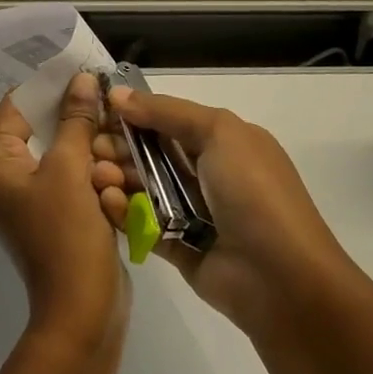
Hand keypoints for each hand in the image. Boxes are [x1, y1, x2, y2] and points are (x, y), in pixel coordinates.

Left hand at [0, 71, 128, 353]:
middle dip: (78, 122)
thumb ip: (75, 120)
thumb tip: (81, 80)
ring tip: (114, 158)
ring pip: (65, 153)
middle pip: (42, 129)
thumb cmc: (66, 235)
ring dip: (93, 152)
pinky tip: (116, 179)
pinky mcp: (56, 214)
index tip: (77, 65)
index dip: (45, 83)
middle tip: (106, 106)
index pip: (14, 106)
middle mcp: (6, 178)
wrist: (82, 311)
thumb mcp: (71, 170)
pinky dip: (95, 174)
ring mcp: (32, 198)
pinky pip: (75, 178)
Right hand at [92, 88, 356, 336]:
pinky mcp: (180, 248)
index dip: (137, 115)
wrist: (281, 278)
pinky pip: (145, 225)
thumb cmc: (253, 192)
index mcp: (227, 143)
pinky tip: (105, 201)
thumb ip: (168, 112)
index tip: (99, 110)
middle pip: (155, 154)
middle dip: (121, 147)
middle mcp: (211, 175)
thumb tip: (120, 95)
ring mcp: (196, 213)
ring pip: (147, 189)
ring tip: (96, 175)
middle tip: (91, 146)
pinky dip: (124, 213)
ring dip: (119, 178)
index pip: (173, 121)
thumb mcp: (219, 133)